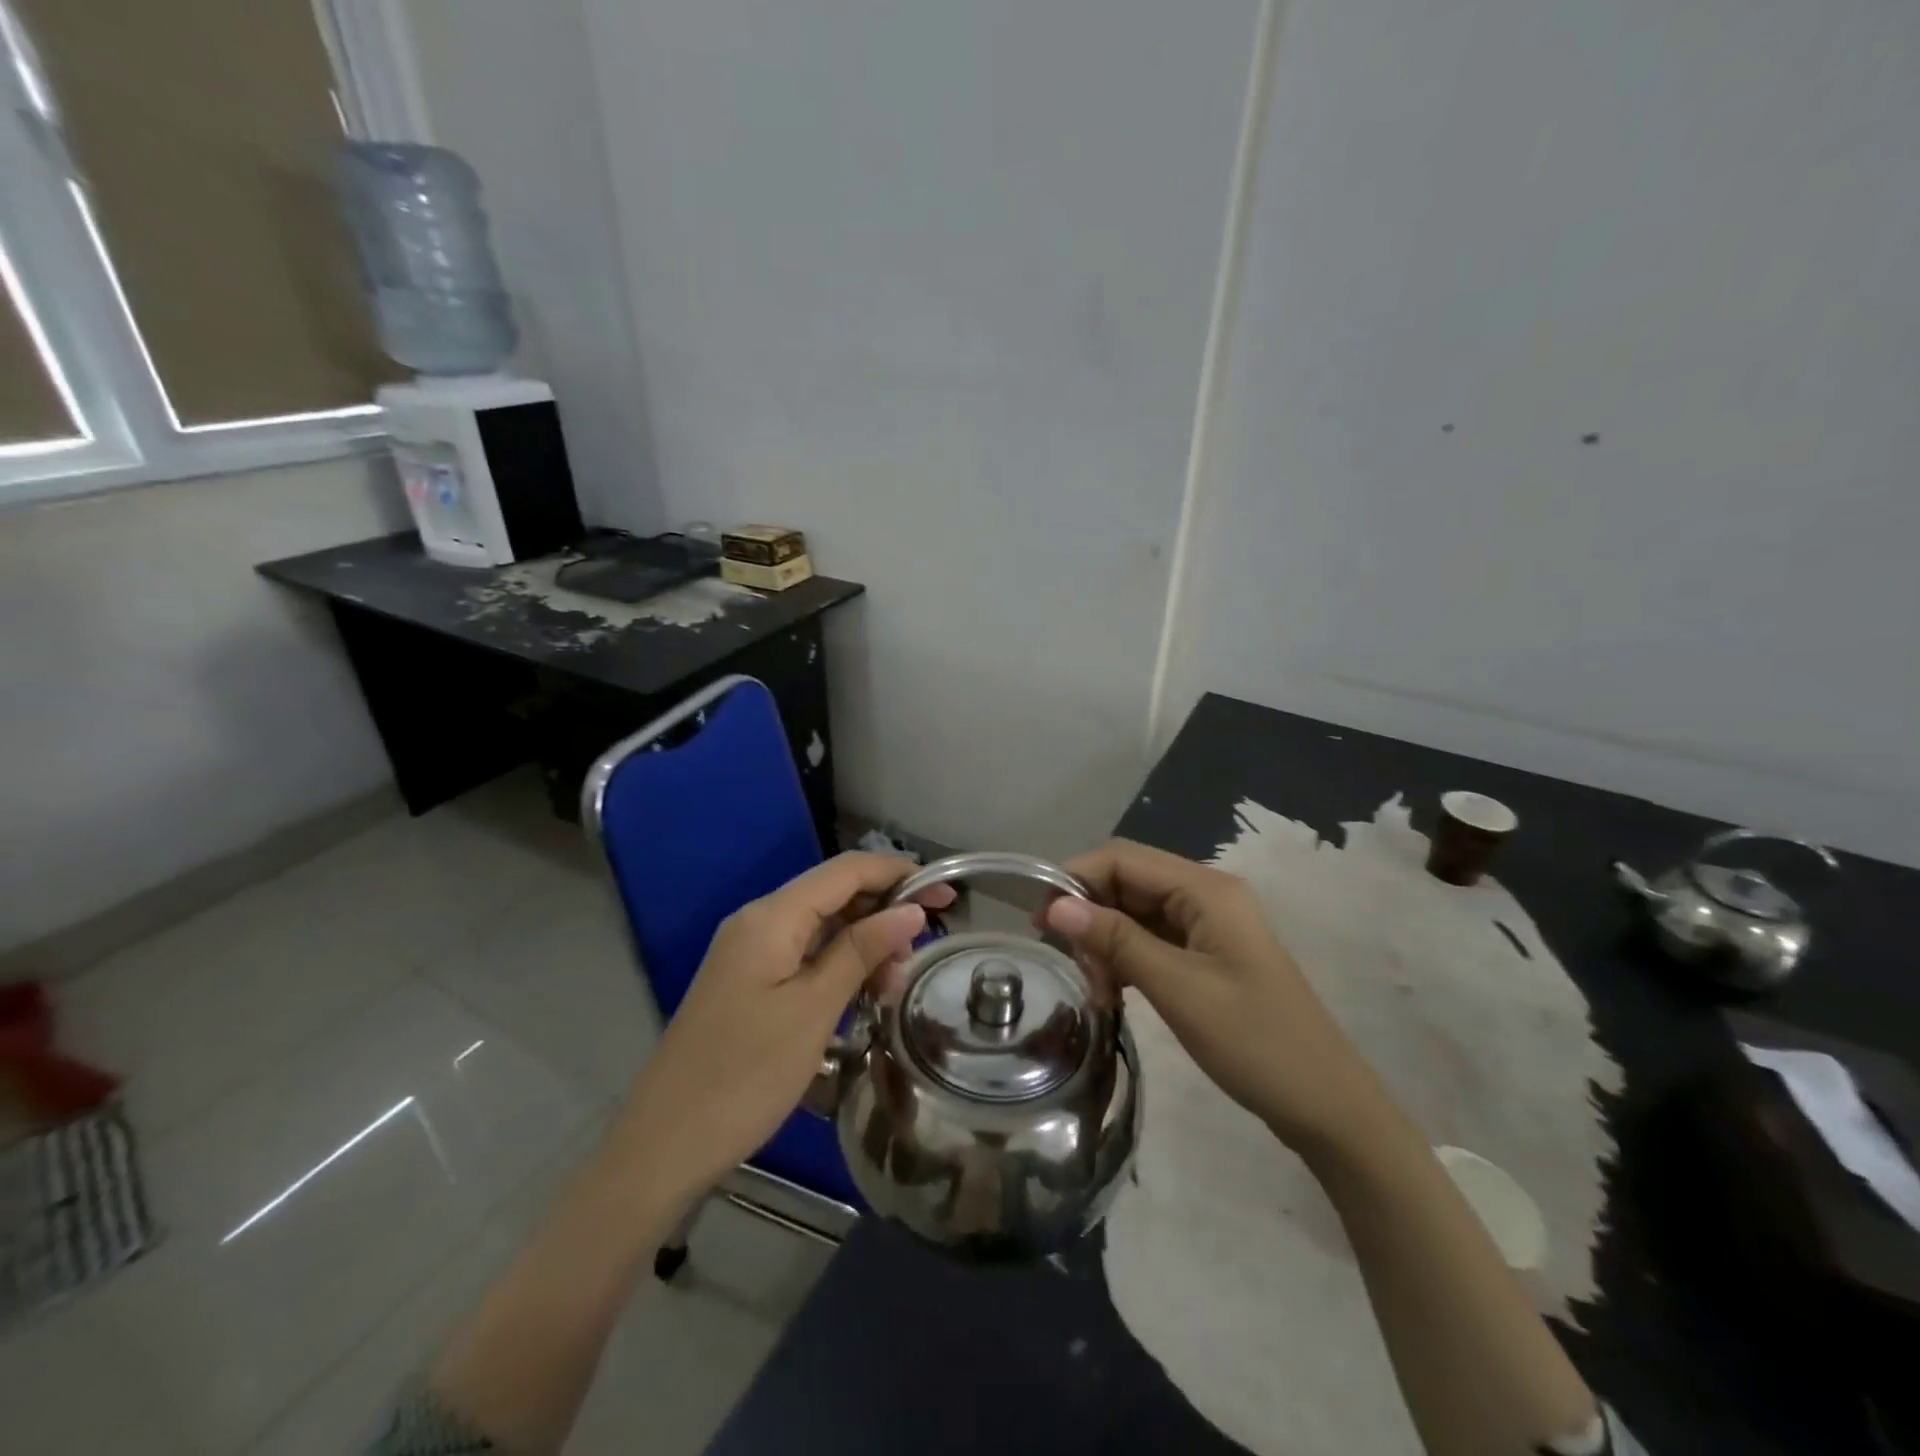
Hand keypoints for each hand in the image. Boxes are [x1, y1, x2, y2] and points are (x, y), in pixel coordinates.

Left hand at [606, 853, 953, 1206]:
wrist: (664, 1145)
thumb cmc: (745, 1075)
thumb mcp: (814, 1010)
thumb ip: (861, 951)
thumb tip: (910, 910)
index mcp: (771, 916)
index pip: (846, 870)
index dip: (898, 873)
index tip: (945, 896)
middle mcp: (758, 920)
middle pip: (834, 893)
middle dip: (884, 911)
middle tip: (922, 952)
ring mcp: (750, 951)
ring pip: (822, 925)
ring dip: (864, 942)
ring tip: (895, 984)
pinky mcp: (749, 980)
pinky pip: (804, 953)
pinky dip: (839, 964)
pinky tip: (863, 992)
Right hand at [1044, 839, 1393, 1157]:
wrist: (1327, 1106)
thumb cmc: (1256, 1042)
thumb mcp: (1178, 989)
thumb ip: (1116, 940)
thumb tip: (1055, 905)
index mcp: (1205, 889)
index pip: (1121, 858)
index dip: (1075, 879)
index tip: (1040, 923)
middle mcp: (1205, 895)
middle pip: (1126, 883)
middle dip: (1090, 917)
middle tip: (1074, 970)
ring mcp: (1207, 926)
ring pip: (1134, 914)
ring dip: (1106, 944)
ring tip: (1098, 992)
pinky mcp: (1206, 955)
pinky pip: (1151, 941)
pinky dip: (1126, 961)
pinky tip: (1115, 994)